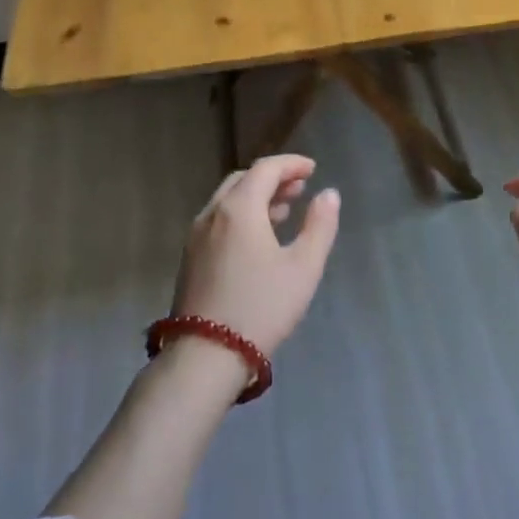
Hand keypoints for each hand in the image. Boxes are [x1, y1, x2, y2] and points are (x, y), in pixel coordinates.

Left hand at [171, 155, 340, 357]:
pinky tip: (258, 238)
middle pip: (243, 181)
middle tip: (300, 187)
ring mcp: (196, 237)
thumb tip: (329, 194)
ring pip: (228, 202)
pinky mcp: (190, 258)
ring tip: (284, 209)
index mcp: (239, 209)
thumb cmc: (262, 306)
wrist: (207, 354)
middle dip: (273, 178)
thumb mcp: (304, 267)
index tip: (313, 169)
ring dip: (256, 197)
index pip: (265, 169)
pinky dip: (241, 215)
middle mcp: (212, 214)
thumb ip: (320, 226)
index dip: (291, 164)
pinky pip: (218, 221)